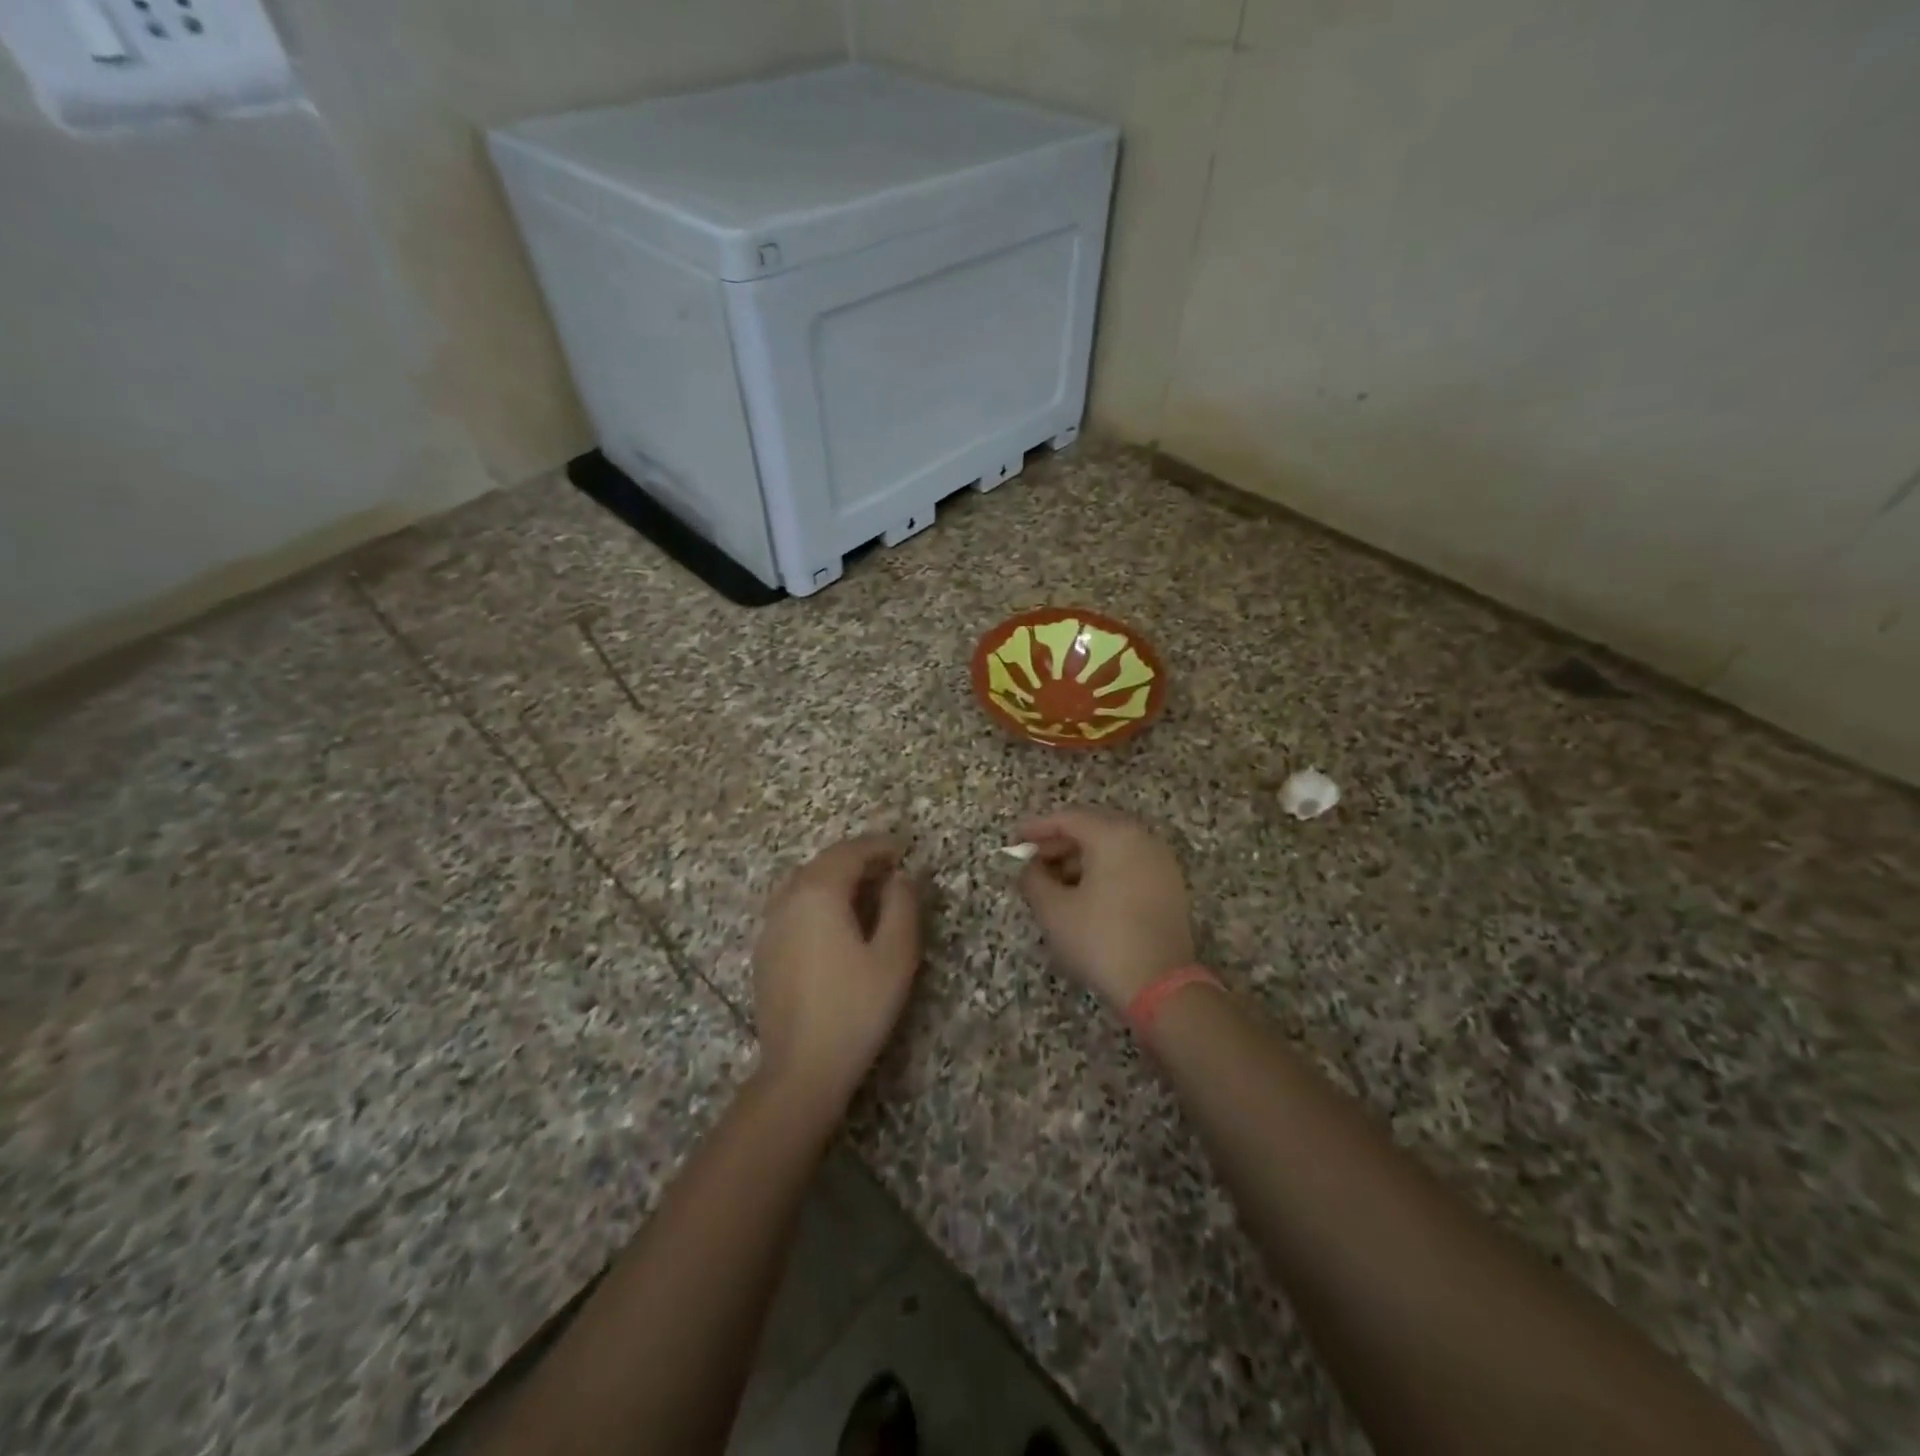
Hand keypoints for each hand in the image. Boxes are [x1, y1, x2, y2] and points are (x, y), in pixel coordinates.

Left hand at [752, 834, 922, 1111]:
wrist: (801, 1068)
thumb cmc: (856, 1008)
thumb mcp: (895, 956)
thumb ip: (902, 905)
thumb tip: (899, 877)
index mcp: (818, 893)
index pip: (850, 851)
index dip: (879, 845)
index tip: (904, 848)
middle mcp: (788, 899)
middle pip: (824, 863)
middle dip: (858, 859)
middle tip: (890, 869)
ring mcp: (771, 926)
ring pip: (805, 884)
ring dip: (836, 878)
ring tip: (867, 892)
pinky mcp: (765, 951)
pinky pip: (793, 907)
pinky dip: (818, 900)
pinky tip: (837, 924)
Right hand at [1015, 806, 1195, 1010]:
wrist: (1160, 985)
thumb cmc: (1100, 940)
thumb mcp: (1054, 910)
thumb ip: (1033, 879)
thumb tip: (1028, 867)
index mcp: (1114, 835)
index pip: (1068, 818)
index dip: (1036, 828)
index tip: (1014, 841)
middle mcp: (1142, 838)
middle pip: (1093, 828)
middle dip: (1058, 843)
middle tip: (1032, 861)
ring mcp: (1161, 862)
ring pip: (1112, 847)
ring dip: (1080, 858)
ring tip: (1053, 882)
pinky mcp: (1169, 886)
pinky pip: (1129, 864)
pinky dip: (1104, 870)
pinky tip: (1084, 895)